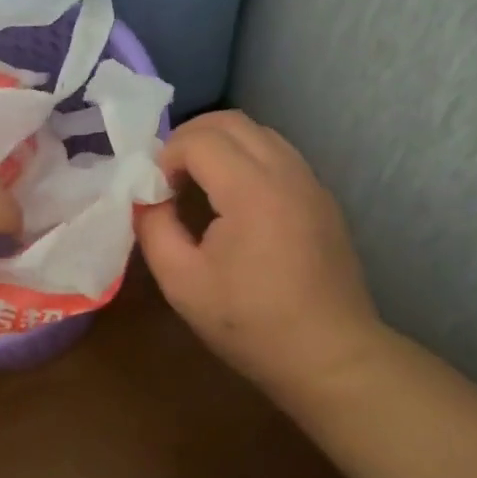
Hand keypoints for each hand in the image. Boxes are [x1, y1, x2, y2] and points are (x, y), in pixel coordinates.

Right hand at [135, 110, 379, 387]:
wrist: (330, 356)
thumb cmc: (250, 323)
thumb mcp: (181, 282)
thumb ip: (154, 227)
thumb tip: (146, 197)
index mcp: (252, 191)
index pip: (199, 139)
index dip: (166, 156)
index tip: (156, 192)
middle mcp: (285, 172)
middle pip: (230, 121)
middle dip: (189, 138)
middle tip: (169, 176)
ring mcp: (310, 182)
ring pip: (257, 132)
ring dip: (219, 144)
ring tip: (198, 183)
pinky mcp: (321, 197)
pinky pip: (277, 152)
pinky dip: (245, 157)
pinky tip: (233, 198)